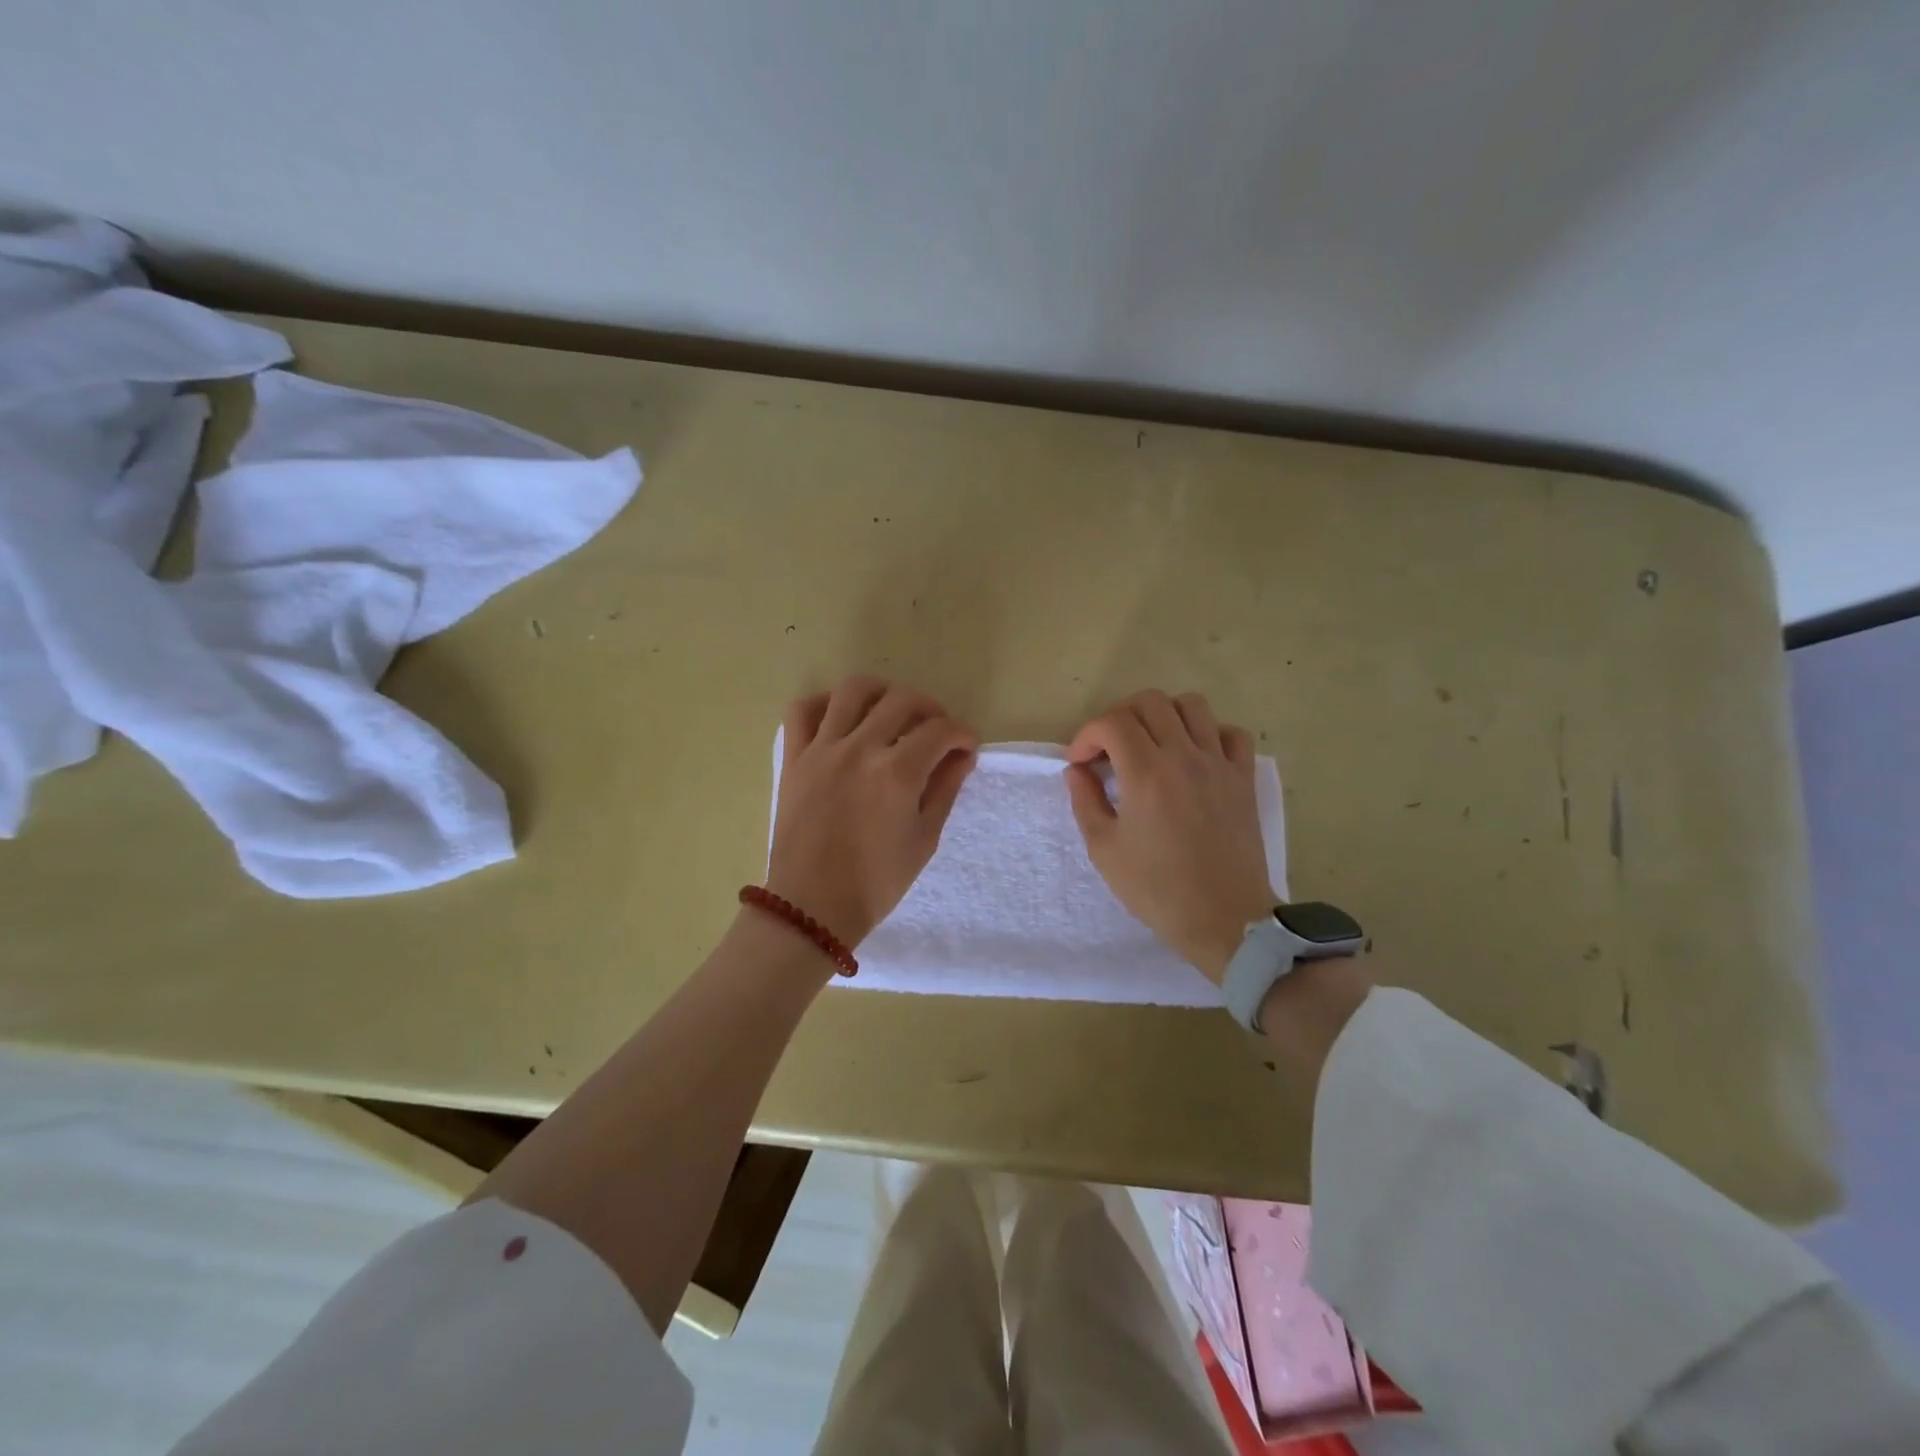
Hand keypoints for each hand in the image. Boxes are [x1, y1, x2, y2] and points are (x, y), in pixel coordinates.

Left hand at [766, 676, 977, 947]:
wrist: (813, 907)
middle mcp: (860, 749)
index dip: (962, 734)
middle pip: (902, 701)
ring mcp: (822, 750)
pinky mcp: (794, 758)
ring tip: (889, 712)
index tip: (966, 747)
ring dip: (881, 693)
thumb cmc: (876, 882)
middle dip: (930, 710)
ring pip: (853, 690)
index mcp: (897, 773)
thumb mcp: (924, 839)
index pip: (940, 731)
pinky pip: (803, 711)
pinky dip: (824, 704)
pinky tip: (840, 719)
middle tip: (935, 732)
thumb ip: (945, 789)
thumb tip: (962, 756)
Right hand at [1065, 689, 1274, 982]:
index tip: (1080, 762)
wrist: (1224, 919)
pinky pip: (1231, 733)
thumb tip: (1077, 770)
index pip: (1112, 722)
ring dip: (1164, 715)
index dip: (1087, 735)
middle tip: (1110, 749)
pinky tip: (1194, 756)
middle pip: (1150, 702)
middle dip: (1120, 716)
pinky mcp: (1244, 778)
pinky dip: (1209, 733)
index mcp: (1146, 774)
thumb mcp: (1104, 850)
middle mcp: (1184, 756)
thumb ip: (1085, 801)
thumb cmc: (1157, 889)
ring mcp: (1219, 764)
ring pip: (1193, 705)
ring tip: (1151, 743)